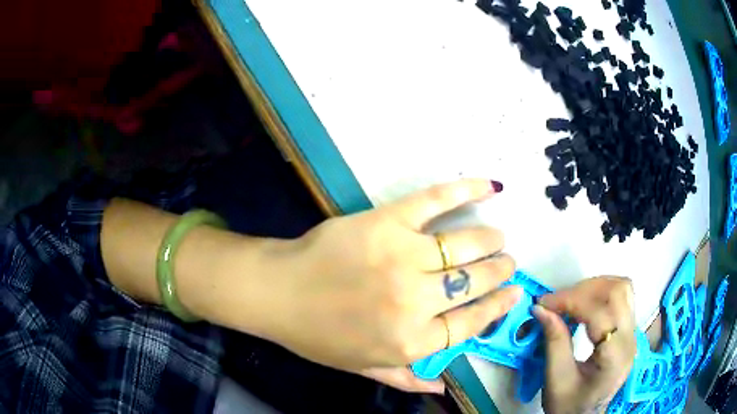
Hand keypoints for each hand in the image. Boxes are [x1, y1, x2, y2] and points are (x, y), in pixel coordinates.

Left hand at [268, 179, 519, 393]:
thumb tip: (441, 387)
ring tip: (497, 239)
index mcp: (412, 341)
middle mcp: (416, 302)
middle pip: (476, 283)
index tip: (514, 293)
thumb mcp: (363, 366)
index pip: (473, 323)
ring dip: (490, 242)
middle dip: (500, 271)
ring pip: (466, 246)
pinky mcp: (386, 222)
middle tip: (506, 262)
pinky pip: (435, 202)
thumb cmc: (318, 335)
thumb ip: (405, 378)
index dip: (498, 306)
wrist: (277, 293)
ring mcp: (403, 258)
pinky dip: (466, 191)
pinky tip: (490, 186)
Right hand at [533, 277, 636, 413]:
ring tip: (572, 299)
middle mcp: (630, 339)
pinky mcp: (629, 331)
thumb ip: (554, 342)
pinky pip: (622, 297)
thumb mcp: (556, 380)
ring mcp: (633, 333)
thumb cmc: (568, 406)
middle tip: (558, 301)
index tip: (545, 303)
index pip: (600, 313)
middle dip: (584, 289)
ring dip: (596, 286)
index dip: (571, 301)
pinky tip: (586, 303)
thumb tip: (541, 308)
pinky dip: (603, 292)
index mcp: (614, 357)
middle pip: (618, 291)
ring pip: (623, 288)